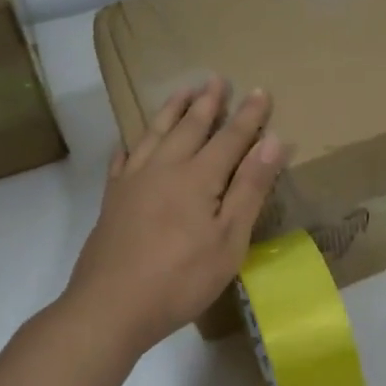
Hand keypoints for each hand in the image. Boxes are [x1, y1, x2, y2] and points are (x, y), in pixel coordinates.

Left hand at [64, 78, 287, 355]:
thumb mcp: (230, 240)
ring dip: (171, 110)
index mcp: (198, 178)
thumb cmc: (181, 279)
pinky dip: (133, 142)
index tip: (261, 91)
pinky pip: (123, 158)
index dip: (249, 115)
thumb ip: (250, 188)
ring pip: (155, 133)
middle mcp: (164, 168)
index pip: (230, 137)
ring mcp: (133, 181)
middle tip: (216, 79)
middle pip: (190, 127)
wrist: (111, 305)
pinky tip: (132, 140)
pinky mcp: (113, 199)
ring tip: (182, 91)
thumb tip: (274, 142)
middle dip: (207, 103)